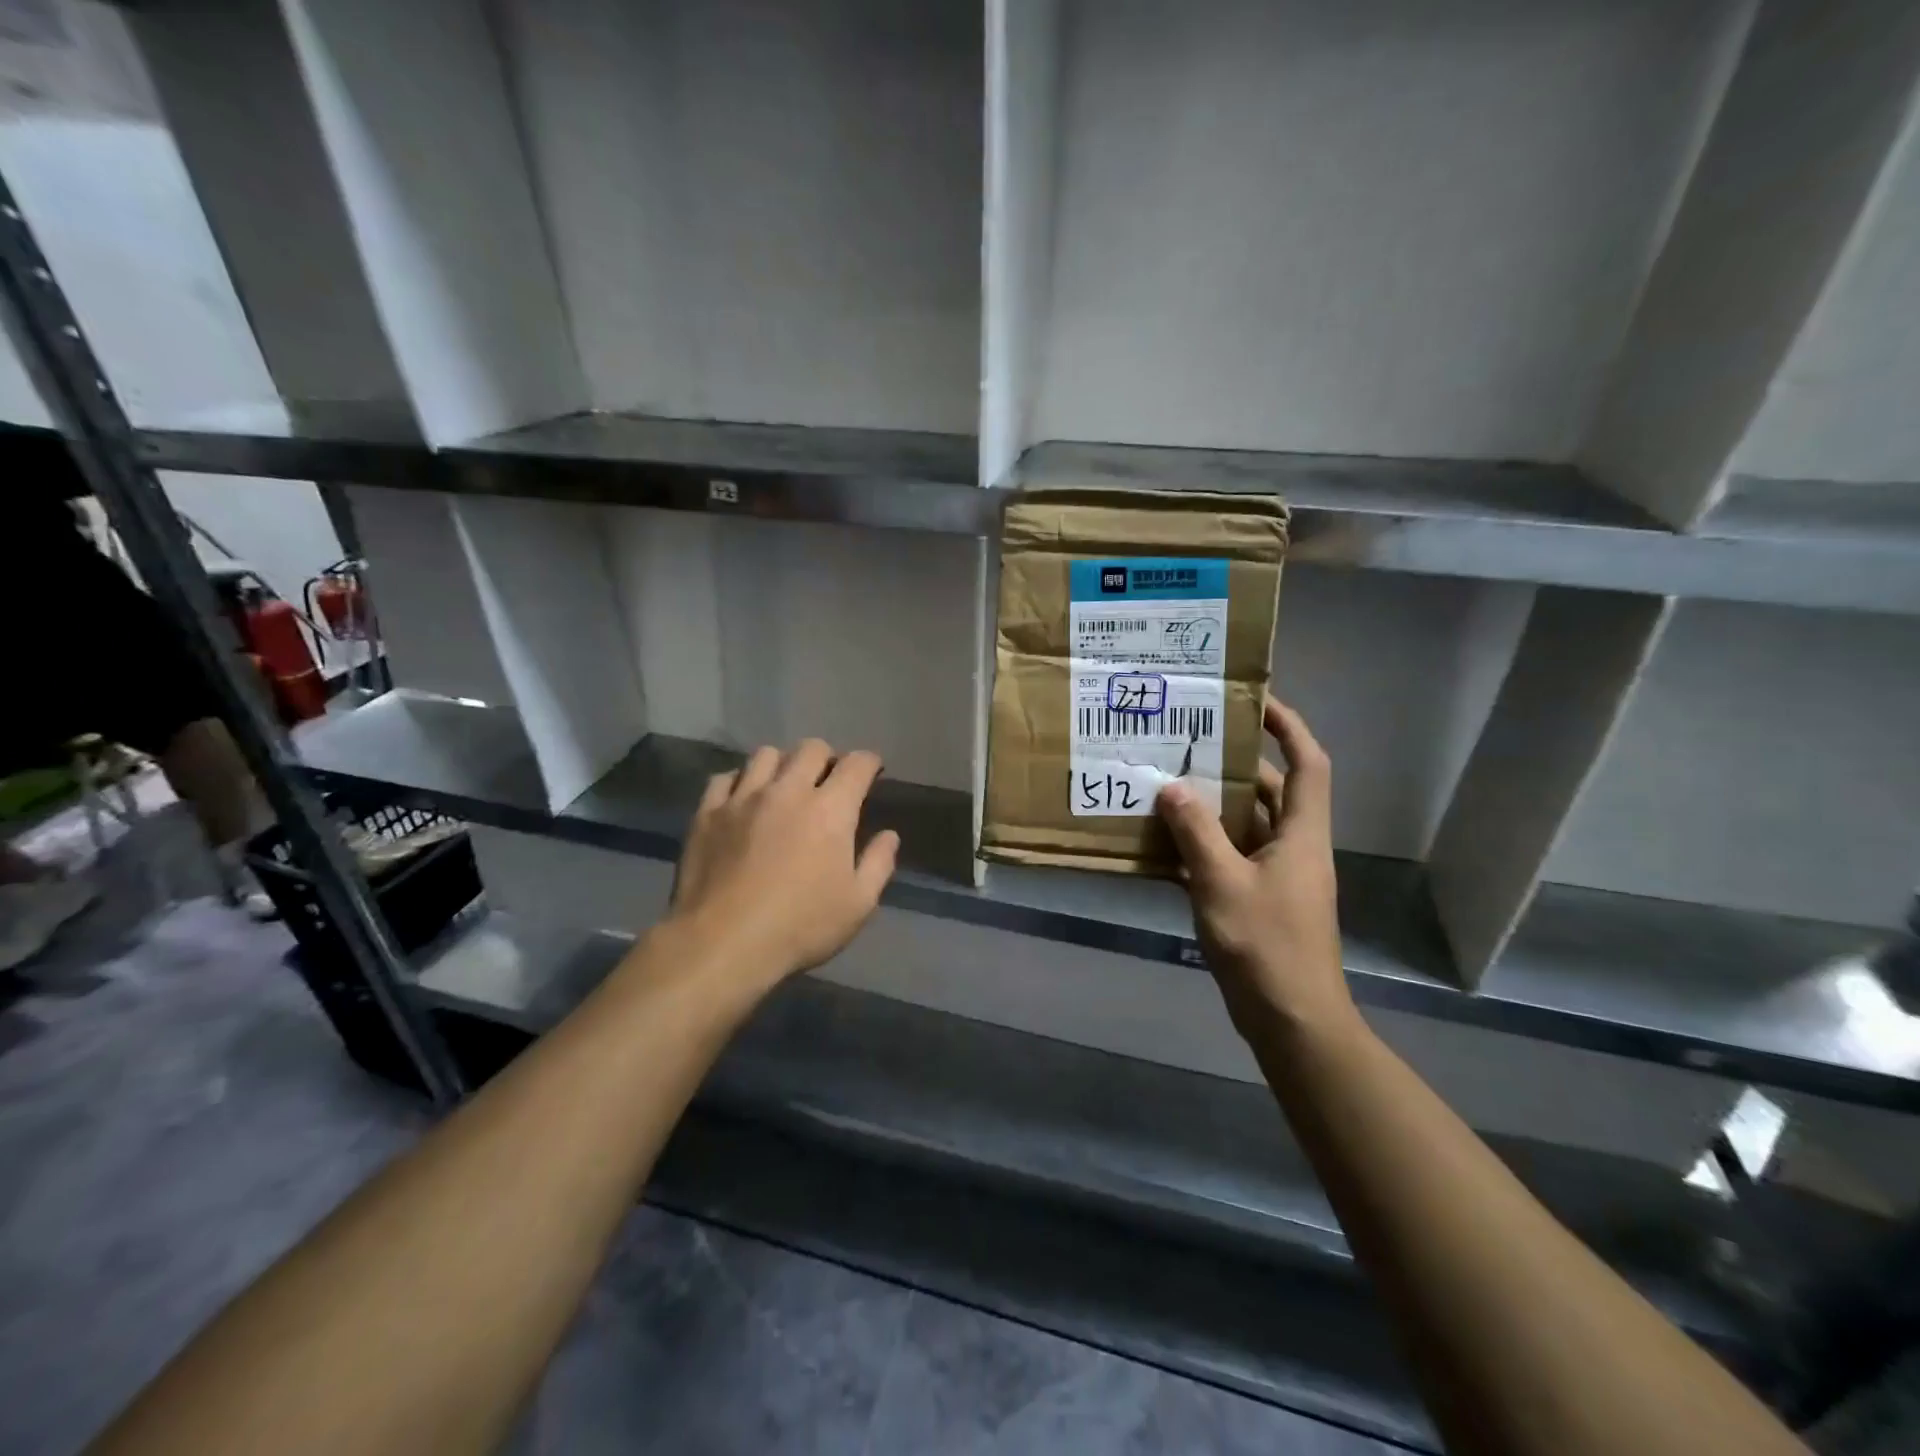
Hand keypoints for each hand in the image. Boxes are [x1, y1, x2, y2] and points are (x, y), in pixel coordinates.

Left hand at [668, 739, 899, 991]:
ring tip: (783, 787)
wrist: (722, 944)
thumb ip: (878, 864)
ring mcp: (743, 798)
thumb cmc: (800, 927)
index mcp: (830, 810)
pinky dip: (739, 782)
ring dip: (782, 764)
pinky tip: (742, 800)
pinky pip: (725, 778)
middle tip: (828, 782)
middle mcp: (787, 791)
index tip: (871, 772)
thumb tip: (889, 835)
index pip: (856, 764)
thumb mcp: (858, 905)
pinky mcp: (707, 813)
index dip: (869, 763)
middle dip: (827, 758)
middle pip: (811, 748)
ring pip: (766, 754)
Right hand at [1156, 695, 1353, 1040]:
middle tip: (1189, 744)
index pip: (1308, 763)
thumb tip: (1172, 787)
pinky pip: (1230, 858)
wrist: (1292, 1020)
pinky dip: (1202, 847)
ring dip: (1211, 808)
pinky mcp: (1259, 901)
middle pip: (1270, 791)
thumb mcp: (1222, 883)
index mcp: (1301, 834)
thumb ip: (1196, 832)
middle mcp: (1294, 847)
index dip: (1289, 727)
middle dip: (1233, 765)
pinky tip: (1162, 845)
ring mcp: (1278, 876)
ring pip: (1246, 826)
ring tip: (1166, 785)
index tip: (1255, 700)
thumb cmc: (1265, 945)